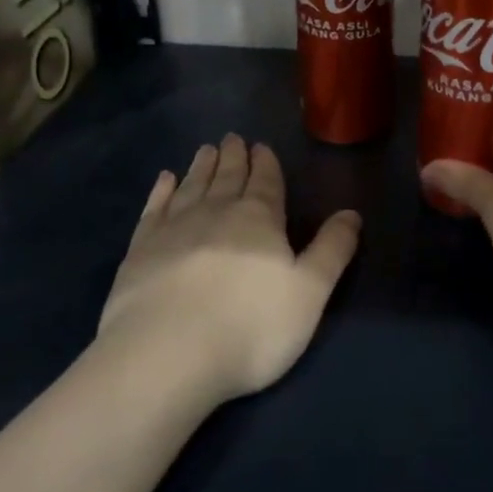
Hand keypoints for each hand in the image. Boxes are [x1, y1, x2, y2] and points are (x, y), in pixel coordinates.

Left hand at [99, 135, 360, 403]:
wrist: (166, 353)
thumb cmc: (250, 326)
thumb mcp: (309, 292)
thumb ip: (331, 250)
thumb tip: (352, 213)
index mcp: (259, 219)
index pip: (266, 182)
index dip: (265, 163)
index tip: (260, 146)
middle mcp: (216, 212)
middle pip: (228, 177)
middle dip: (233, 157)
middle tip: (232, 138)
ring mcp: (174, 228)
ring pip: (193, 186)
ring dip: (202, 167)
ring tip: (206, 150)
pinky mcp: (140, 248)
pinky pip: (155, 208)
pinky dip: (161, 191)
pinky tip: (165, 180)